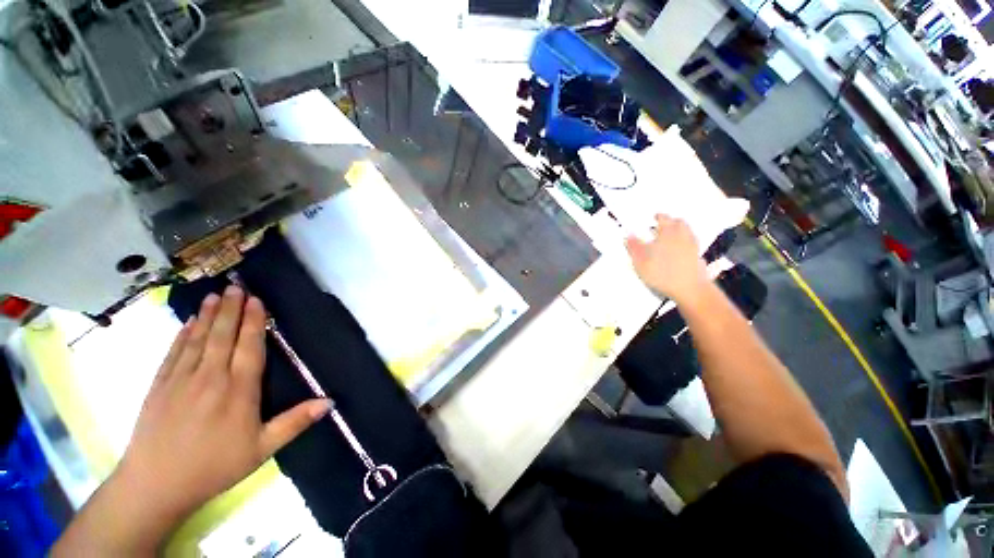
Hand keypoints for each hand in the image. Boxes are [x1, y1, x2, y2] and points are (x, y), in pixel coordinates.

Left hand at [122, 286, 328, 521]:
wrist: (155, 485)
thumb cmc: (214, 467)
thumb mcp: (262, 449)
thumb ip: (295, 422)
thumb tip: (330, 401)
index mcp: (238, 390)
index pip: (249, 347)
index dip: (254, 322)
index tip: (256, 301)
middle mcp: (210, 377)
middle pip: (223, 336)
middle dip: (231, 310)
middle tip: (236, 288)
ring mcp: (181, 380)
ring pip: (198, 339)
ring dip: (207, 316)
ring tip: (215, 296)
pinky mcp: (159, 386)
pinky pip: (174, 352)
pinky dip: (182, 335)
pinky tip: (188, 323)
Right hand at [625, 214, 709, 304]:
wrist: (689, 289)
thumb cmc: (662, 272)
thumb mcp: (640, 260)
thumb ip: (633, 246)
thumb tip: (628, 235)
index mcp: (668, 231)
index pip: (663, 217)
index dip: (657, 217)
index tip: (653, 217)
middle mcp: (683, 235)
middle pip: (678, 222)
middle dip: (670, 222)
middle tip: (661, 227)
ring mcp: (693, 246)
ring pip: (686, 232)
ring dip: (678, 232)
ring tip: (669, 238)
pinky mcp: (698, 257)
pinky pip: (691, 244)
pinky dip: (685, 243)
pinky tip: (678, 251)